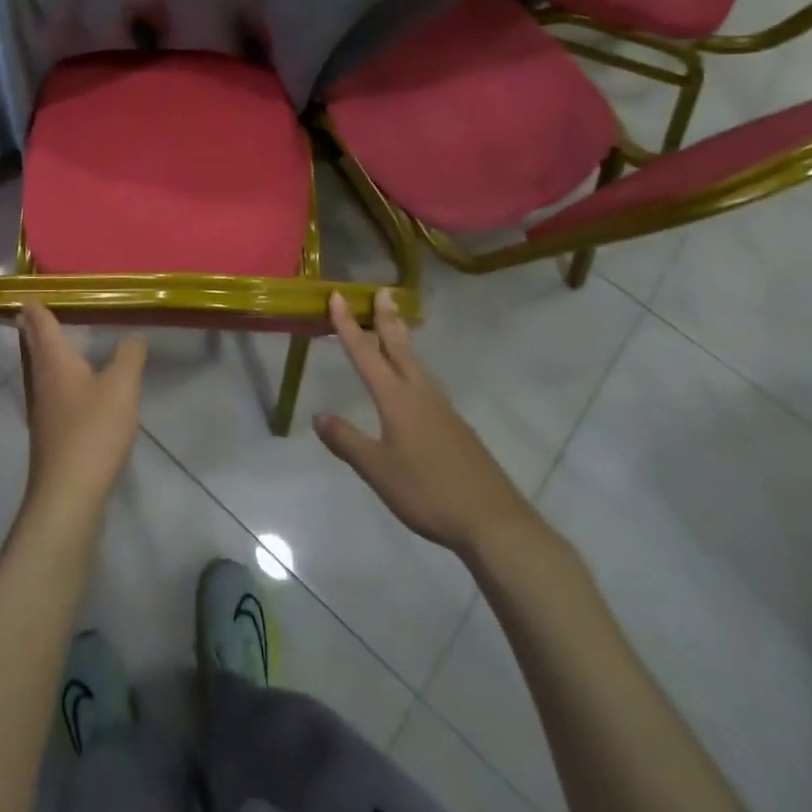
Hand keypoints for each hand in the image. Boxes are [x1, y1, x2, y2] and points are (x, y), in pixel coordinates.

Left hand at [18, 301, 145, 527]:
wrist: (68, 495)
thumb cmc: (92, 431)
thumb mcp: (121, 386)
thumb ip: (129, 355)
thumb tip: (132, 336)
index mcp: (53, 361)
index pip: (40, 323)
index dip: (36, 306)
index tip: (30, 292)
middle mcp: (40, 380)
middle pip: (33, 346)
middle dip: (34, 327)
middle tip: (34, 310)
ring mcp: (41, 410)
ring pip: (38, 370)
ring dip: (41, 353)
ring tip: (51, 341)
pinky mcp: (48, 434)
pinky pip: (49, 392)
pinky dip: (55, 378)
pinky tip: (68, 387)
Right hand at [314, 290, 536, 556]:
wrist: (492, 520)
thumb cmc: (428, 491)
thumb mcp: (378, 470)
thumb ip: (347, 441)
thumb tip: (319, 416)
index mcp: (396, 398)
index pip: (365, 352)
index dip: (348, 324)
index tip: (338, 295)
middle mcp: (420, 393)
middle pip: (399, 347)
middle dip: (385, 318)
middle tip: (382, 291)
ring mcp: (442, 409)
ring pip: (416, 363)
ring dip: (401, 339)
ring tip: (393, 326)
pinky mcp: (455, 427)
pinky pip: (427, 383)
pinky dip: (413, 367)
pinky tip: (413, 382)